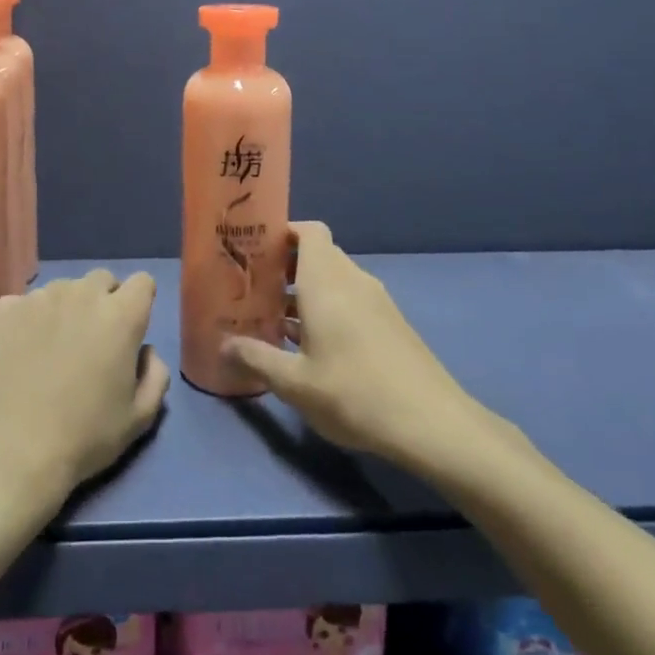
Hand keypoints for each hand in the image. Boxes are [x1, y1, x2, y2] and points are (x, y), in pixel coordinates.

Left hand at [0, 269, 170, 508]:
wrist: (12, 452)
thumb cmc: (84, 436)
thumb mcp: (140, 417)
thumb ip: (156, 375)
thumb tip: (145, 351)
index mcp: (121, 316)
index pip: (142, 282)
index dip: (139, 302)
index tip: (130, 328)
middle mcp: (82, 294)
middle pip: (102, 279)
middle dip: (103, 301)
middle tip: (92, 340)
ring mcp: (40, 298)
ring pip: (62, 289)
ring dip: (65, 309)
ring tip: (52, 348)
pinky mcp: (5, 310)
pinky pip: (24, 302)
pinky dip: (28, 319)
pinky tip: (21, 351)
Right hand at [222, 222, 500, 468]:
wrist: (431, 423)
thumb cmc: (354, 393)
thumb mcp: (294, 383)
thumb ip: (256, 358)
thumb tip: (223, 345)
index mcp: (327, 281)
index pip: (309, 231)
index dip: (283, 232)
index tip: (254, 249)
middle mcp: (352, 280)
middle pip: (318, 254)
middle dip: (285, 265)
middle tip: (253, 288)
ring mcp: (376, 301)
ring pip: (334, 279)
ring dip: (305, 290)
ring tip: (273, 317)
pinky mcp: (389, 323)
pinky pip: (350, 300)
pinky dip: (327, 308)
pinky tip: (309, 345)